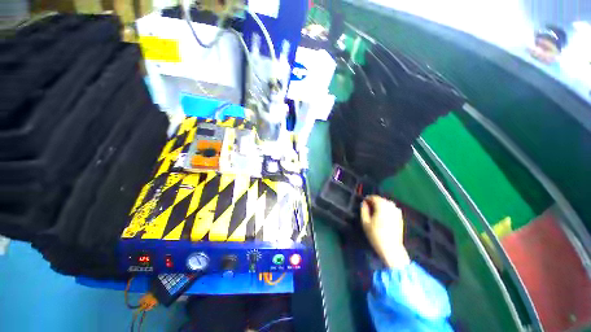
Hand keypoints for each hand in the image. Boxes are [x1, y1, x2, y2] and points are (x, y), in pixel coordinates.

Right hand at [361, 196, 409, 269]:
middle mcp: (390, 207)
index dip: (367, 199)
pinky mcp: (400, 217)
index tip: (363, 203)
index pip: (374, 197)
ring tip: (375, 212)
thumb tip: (364, 202)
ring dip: (381, 205)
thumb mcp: (365, 222)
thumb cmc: (375, 235)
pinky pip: (392, 208)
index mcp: (381, 206)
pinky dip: (387, 209)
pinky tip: (383, 216)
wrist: (391, 248)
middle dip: (374, 201)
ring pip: (387, 203)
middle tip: (368, 208)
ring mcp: (397, 212)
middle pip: (381, 199)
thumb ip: (364, 210)